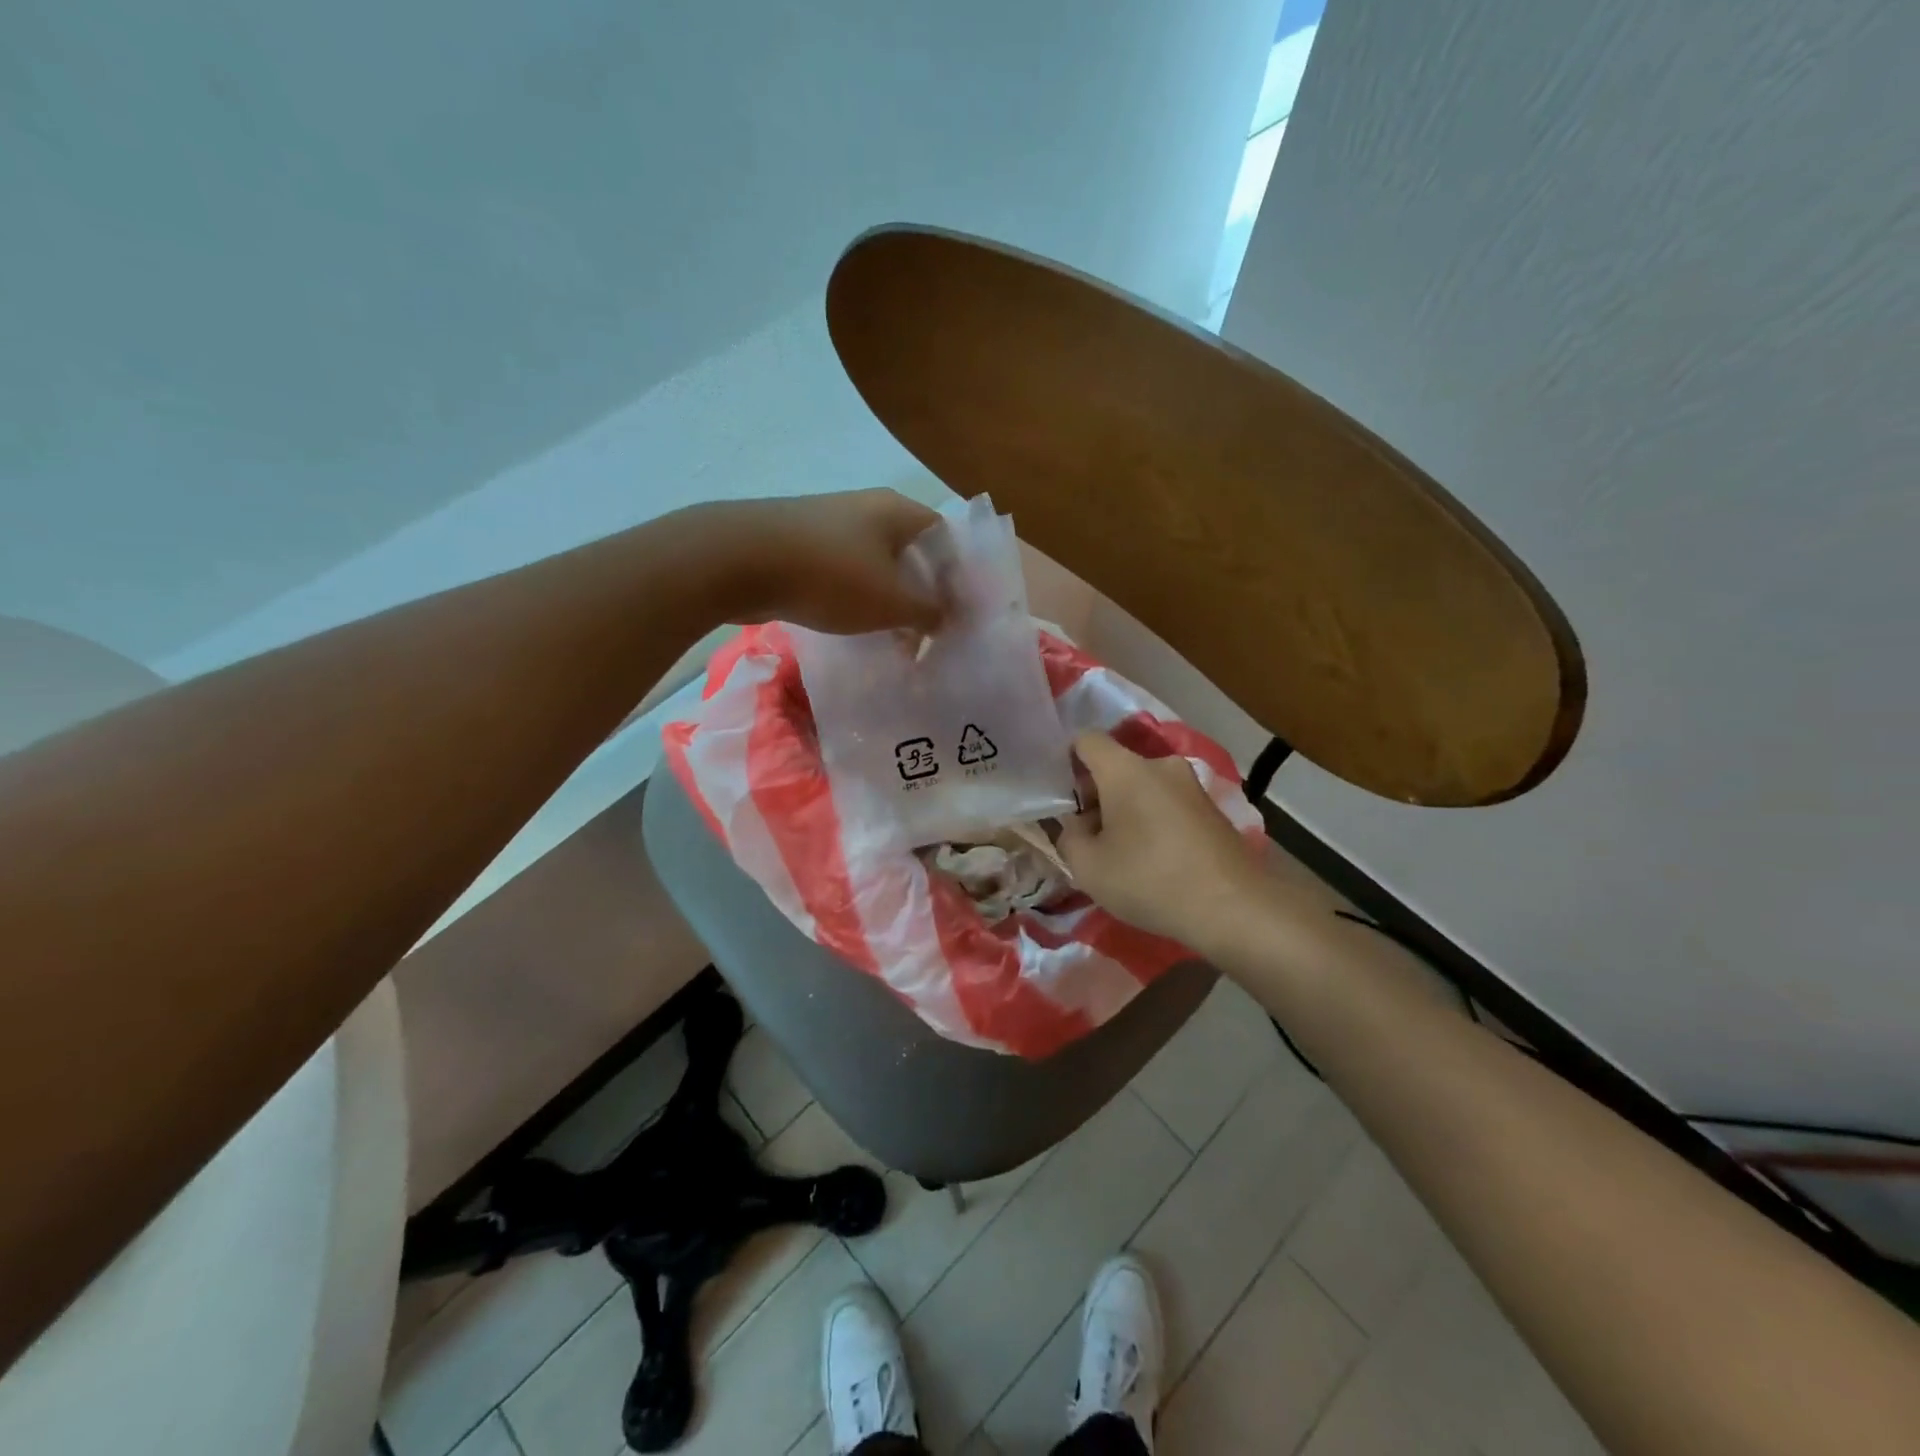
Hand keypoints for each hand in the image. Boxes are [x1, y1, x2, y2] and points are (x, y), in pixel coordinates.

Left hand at [702, 488, 945, 634]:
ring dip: (887, 600)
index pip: (944, 537)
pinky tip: (853, 628)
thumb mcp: (891, 602)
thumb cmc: (831, 576)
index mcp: (897, 512)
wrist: (739, 561)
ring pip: (875, 565)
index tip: (958, 613)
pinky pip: (843, 573)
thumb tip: (946, 617)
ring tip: (894, 640)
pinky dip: (855, 599)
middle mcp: (867, 509)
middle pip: (910, 552)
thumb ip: (927, 612)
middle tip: (928, 633)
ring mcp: (830, 525)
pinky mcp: (800, 545)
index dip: (957, 575)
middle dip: (922, 593)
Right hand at [1057, 732, 1268, 951]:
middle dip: (1095, 794)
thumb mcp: (1087, 867)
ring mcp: (1191, 785)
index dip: (1066, 762)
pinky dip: (1152, 821)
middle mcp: (1160, 764)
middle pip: (1115, 765)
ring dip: (1125, 810)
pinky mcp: (1211, 808)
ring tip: (1120, 852)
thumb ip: (1068, 837)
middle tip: (1086, 835)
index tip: (1060, 797)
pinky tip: (1153, 859)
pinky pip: (1167, 803)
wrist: (1233, 907)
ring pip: (1143, 786)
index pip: (1085, 740)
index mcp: (1124, 768)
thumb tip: (1077, 825)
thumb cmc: (1149, 880)